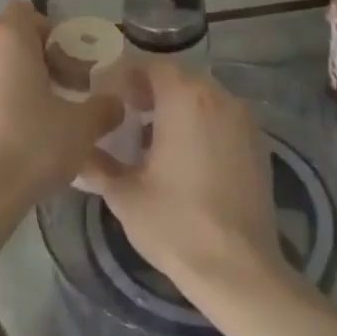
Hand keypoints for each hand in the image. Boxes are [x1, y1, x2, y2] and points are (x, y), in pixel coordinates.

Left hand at [0, 0, 123, 255]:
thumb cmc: (29, 149)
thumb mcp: (81, 130)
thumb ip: (103, 108)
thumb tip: (115, 103)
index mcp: (8, 38)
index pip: (26, 12)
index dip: (48, 34)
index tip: (64, 66)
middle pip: (4, 39)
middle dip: (28, 59)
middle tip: (53, 94)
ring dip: (2, 81)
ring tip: (23, 119)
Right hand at [83, 63, 290, 303]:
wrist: (239, 270)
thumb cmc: (175, 224)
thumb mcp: (124, 195)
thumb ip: (97, 165)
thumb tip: (78, 152)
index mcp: (184, 98)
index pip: (151, 65)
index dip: (127, 76)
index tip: (107, 96)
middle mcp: (218, 97)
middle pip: (179, 77)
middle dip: (151, 90)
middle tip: (126, 113)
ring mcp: (244, 121)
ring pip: (203, 97)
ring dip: (177, 106)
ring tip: (152, 137)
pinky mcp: (259, 145)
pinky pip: (222, 118)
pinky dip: (201, 124)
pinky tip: (185, 157)